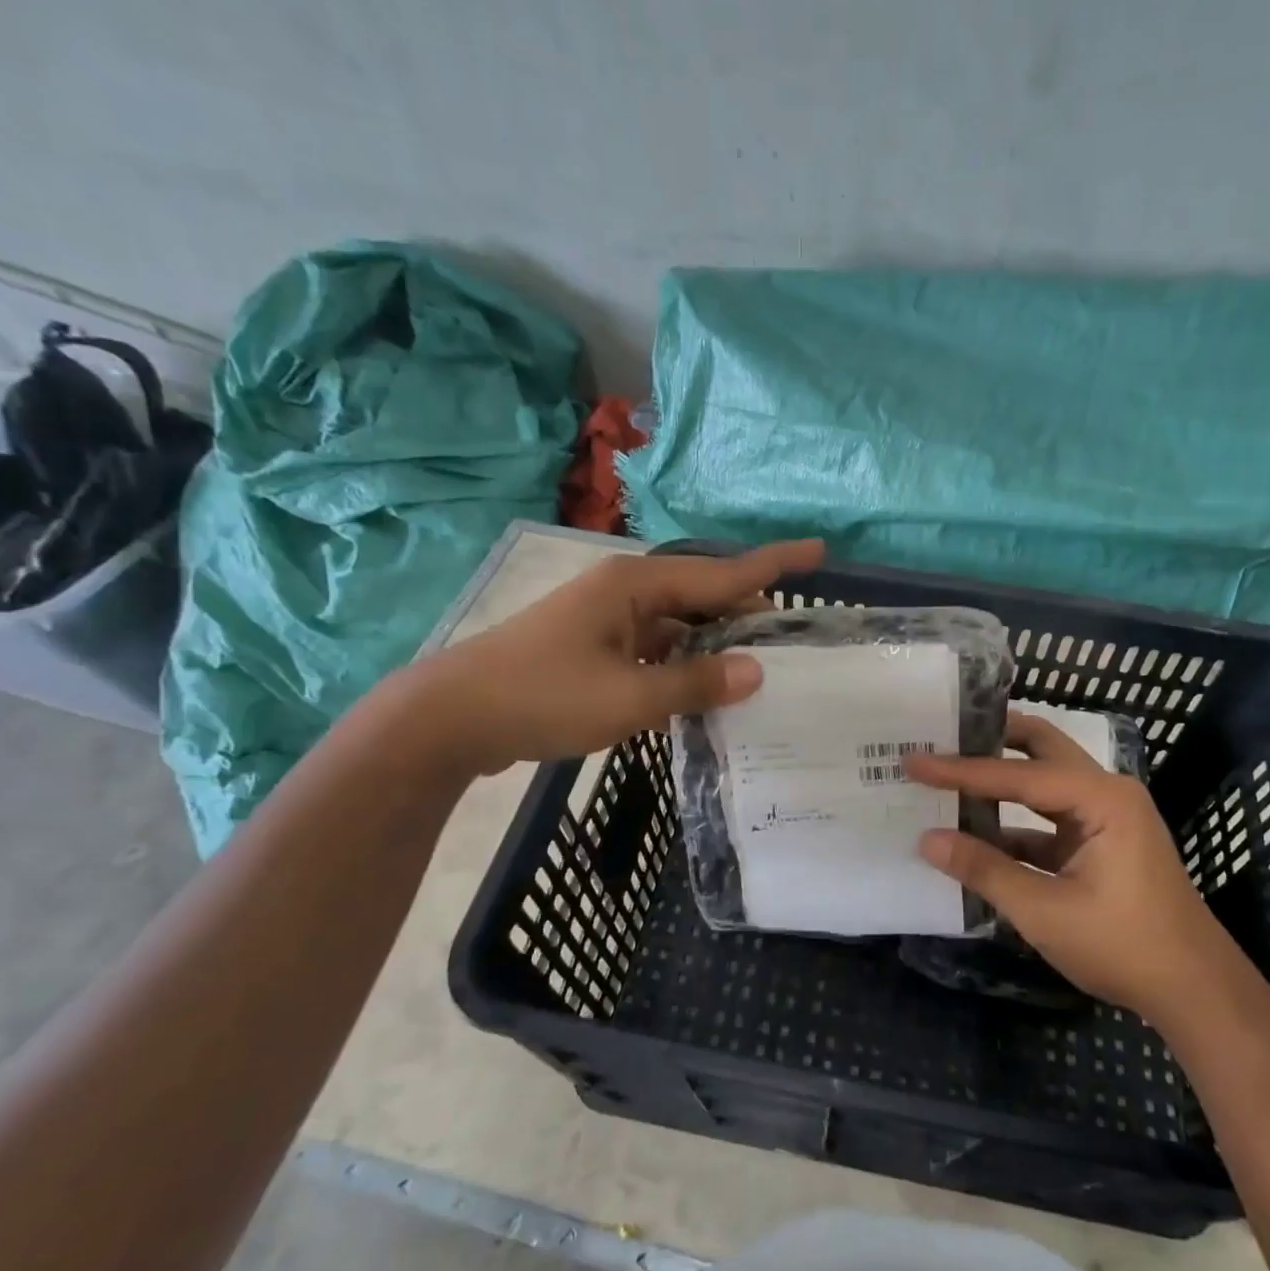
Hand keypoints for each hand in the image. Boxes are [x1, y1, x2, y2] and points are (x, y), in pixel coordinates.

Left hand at [404, 540, 823, 774]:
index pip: (721, 573)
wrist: (451, 719)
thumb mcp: (628, 696)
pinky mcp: (594, 651)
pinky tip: (704, 694)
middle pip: (702, 598)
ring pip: (679, 628)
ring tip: (758, 673)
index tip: (818, 551)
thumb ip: (695, 683)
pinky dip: (682, 668)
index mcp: (635, 586)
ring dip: (714, 648)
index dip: (773, 564)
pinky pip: (654, 651)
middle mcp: (625, 593)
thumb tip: (757, 671)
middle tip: (791, 642)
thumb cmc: (542, 696)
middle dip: (746, 616)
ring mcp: (606, 622)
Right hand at [905, 714, 1214, 1011]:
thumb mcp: (1044, 911)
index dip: (961, 770)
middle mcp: (1106, 793)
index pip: (1017, 774)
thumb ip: (984, 869)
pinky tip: (976, 832)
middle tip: (942, 737)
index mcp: (1101, 798)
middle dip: (991, 741)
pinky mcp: (1100, 843)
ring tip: (949, 776)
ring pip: (1044, 782)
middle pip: (1041, 749)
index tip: (915, 761)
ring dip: (1000, 781)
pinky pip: (1048, 818)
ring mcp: (1106, 817)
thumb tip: (927, 839)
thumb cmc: (1124, 946)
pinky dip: (1013, 823)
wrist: (1195, 992)